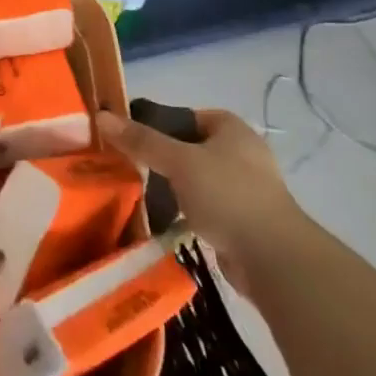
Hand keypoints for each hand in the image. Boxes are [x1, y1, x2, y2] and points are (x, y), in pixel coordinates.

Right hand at [96, 108, 306, 296]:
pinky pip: (206, 207)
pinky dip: (188, 211)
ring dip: (175, 186)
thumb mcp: (178, 162)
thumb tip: (102, 116)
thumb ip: (141, 140)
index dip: (161, 123)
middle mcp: (242, 153)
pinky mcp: (244, 221)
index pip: (188, 116)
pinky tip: (166, 219)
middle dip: (164, 157)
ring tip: (143, 192)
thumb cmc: (227, 195)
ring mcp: (246, 189)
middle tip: (132, 165)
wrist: (273, 259)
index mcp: (232, 129)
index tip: (133, 137)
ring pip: (198, 179)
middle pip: (191, 147)